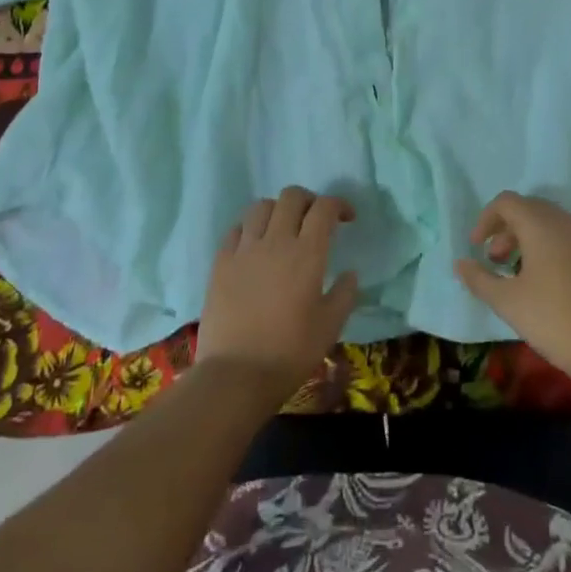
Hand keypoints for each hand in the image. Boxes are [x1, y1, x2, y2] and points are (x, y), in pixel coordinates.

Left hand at [196, 186, 359, 402]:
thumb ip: (344, 294)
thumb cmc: (290, 352)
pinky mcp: (220, 262)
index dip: (338, 205)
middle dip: (308, 201)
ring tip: (283, 230)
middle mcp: (275, 241)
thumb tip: (349, 274)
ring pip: (261, 206)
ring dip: (278, 210)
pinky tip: (255, 246)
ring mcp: (244, 249)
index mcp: (307, 253)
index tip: (346, 219)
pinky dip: (250, 229)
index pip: (324, 208)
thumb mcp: (330, 327)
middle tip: (315, 221)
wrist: (236, 375)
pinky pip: (236, 229)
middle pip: (291, 196)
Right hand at [456, 192, 570, 393]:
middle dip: (509, 231)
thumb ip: (479, 278)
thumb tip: (460, 263)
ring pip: (559, 226)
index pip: (507, 202)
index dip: (486, 219)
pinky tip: (561, 286)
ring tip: (527, 274)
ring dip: (536, 241)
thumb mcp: (507, 302)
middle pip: (533, 211)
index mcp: (542, 225)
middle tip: (498, 260)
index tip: (477, 247)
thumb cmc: (554, 321)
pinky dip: (563, 253)